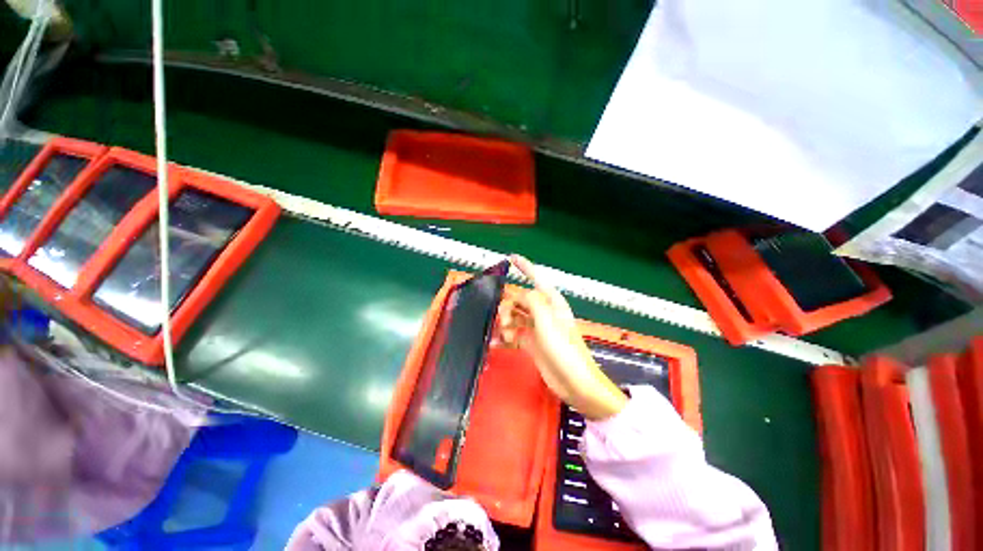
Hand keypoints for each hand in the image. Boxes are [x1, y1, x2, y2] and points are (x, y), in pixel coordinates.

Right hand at [497, 255, 627, 420]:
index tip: (512, 257)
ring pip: (515, 317)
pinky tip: (496, 343)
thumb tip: (522, 294)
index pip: (537, 279)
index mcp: (551, 303)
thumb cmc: (564, 350)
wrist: (574, 382)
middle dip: (508, 306)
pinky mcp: (531, 343)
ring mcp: (537, 328)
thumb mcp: (548, 323)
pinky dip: (505, 337)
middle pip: (520, 300)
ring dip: (505, 323)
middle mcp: (543, 312)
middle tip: (502, 321)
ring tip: (503, 335)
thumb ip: (534, 302)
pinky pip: (514, 334)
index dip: (525, 267)